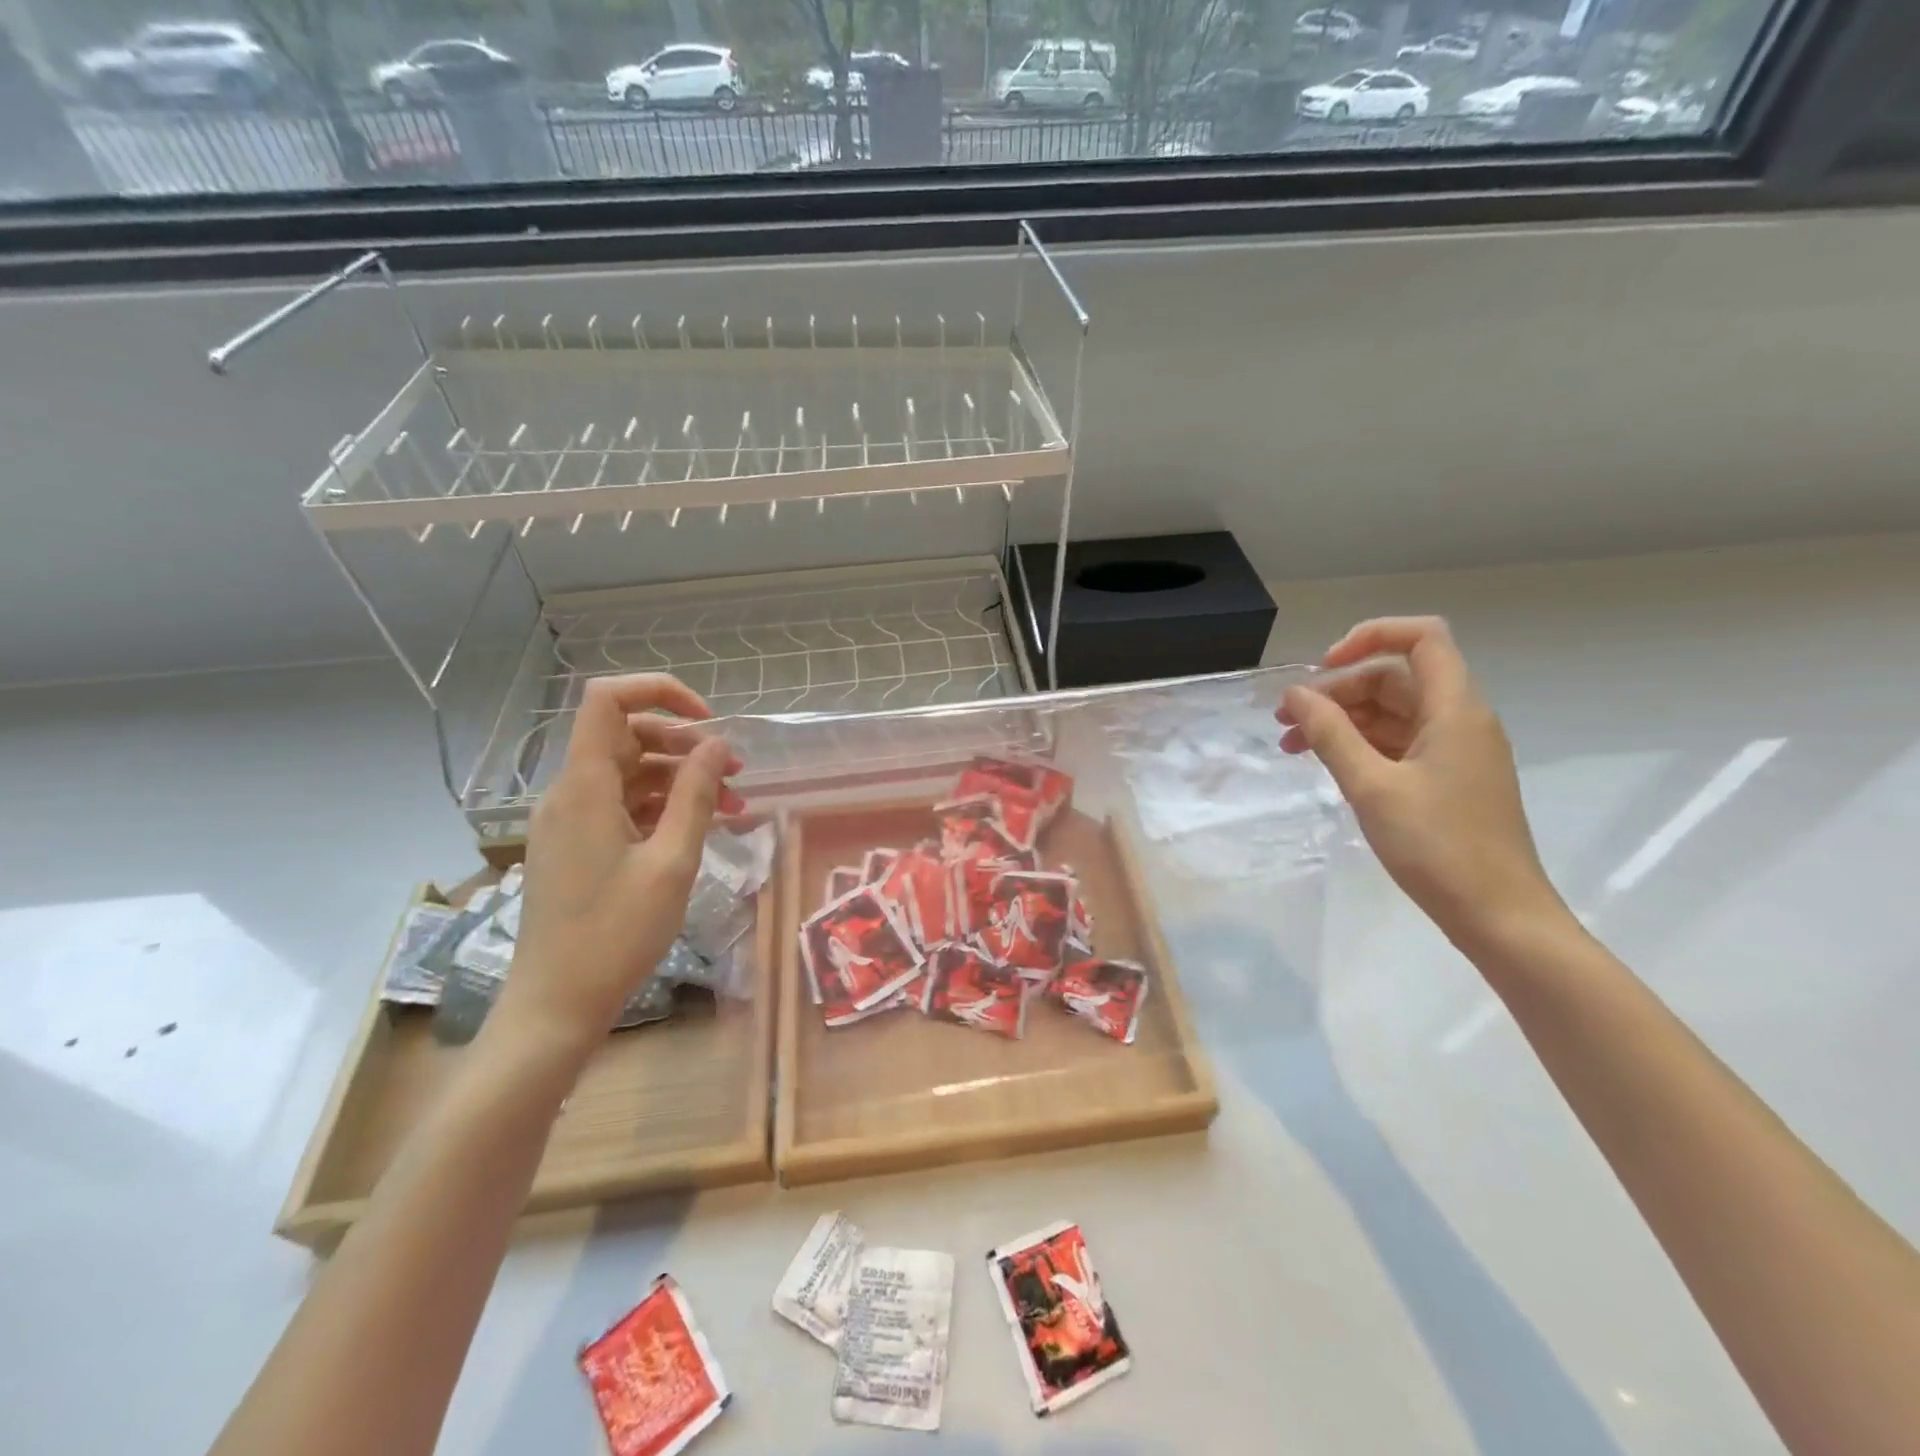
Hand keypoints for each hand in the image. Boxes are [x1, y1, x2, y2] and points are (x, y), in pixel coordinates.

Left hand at [498, 674, 744, 1049]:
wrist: (555, 1005)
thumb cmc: (615, 934)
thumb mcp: (671, 862)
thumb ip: (695, 795)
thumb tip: (717, 745)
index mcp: (585, 786)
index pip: (607, 700)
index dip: (660, 692)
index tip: (708, 720)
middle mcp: (571, 792)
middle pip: (629, 736)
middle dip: (687, 745)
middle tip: (737, 774)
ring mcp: (571, 820)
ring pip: (632, 774)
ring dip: (682, 780)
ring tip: (734, 806)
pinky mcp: (577, 845)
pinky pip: (624, 805)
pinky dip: (663, 807)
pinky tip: (701, 827)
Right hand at [1277, 617, 1565, 950]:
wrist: (1498, 915)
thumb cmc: (1437, 846)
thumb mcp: (1372, 786)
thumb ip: (1330, 734)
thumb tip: (1295, 695)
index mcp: (1455, 709)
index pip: (1421, 639)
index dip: (1370, 637)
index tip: (1322, 667)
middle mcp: (1460, 720)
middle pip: (1396, 678)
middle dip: (1337, 690)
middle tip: (1286, 721)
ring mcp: (1455, 752)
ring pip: (1392, 713)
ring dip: (1342, 721)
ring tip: (1292, 746)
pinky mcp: (1447, 780)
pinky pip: (1398, 743)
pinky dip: (1359, 745)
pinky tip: (1326, 765)